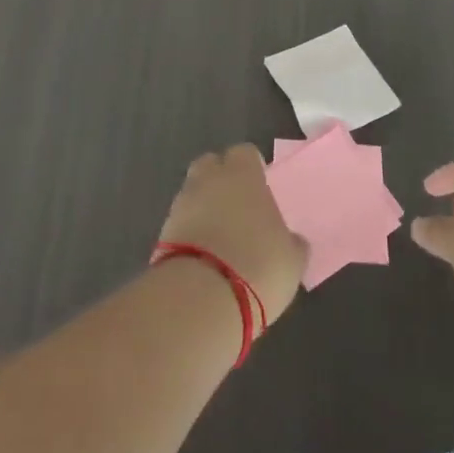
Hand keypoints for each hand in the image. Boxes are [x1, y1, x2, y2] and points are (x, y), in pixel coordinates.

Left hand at [158, 145, 307, 324]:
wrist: (201, 299)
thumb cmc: (258, 267)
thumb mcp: (291, 260)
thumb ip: (291, 243)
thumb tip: (292, 241)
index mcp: (243, 175)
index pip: (245, 153)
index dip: (252, 167)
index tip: (260, 185)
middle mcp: (209, 180)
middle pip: (210, 165)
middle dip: (220, 178)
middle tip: (236, 205)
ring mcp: (181, 205)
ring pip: (193, 193)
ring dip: (203, 207)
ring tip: (220, 237)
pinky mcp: (162, 234)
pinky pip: (181, 222)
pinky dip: (190, 232)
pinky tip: (204, 256)